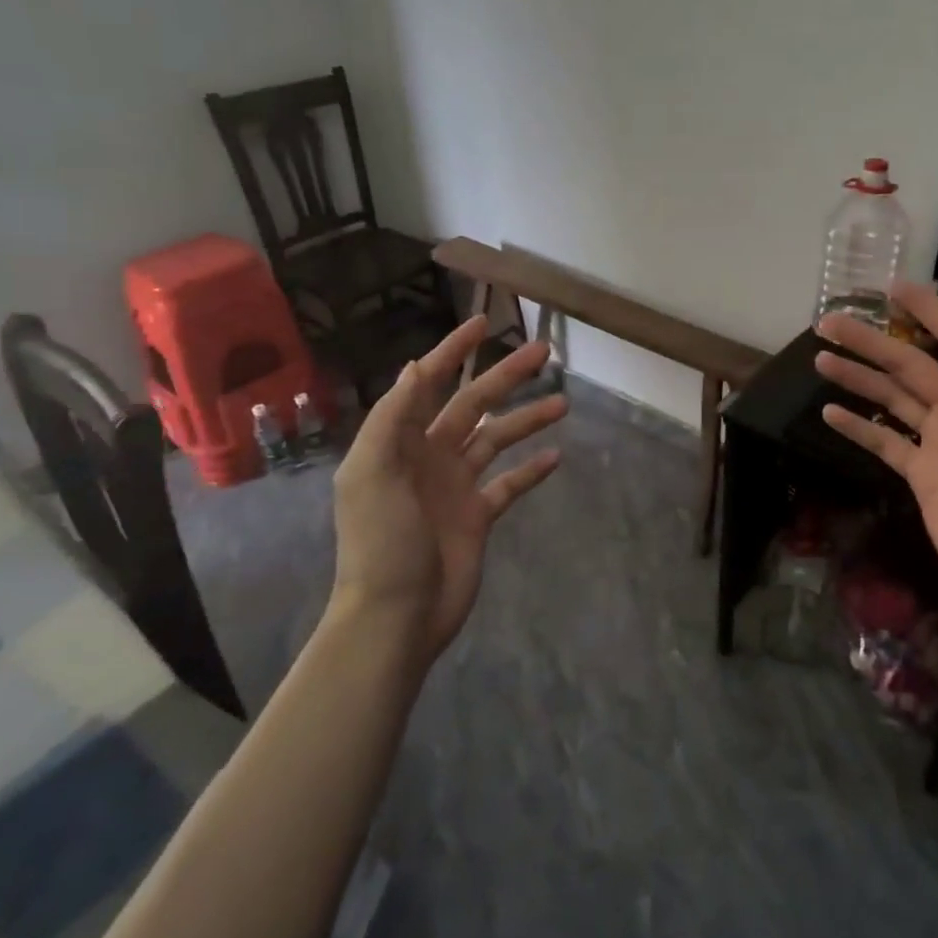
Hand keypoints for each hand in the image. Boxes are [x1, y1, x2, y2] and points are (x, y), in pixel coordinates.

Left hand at [329, 315, 565, 660]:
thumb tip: (414, 366)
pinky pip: (508, 484)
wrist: (396, 615)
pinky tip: (556, 455)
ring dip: (527, 419)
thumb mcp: (373, 473)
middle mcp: (429, 456)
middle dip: (505, 377)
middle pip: (472, 405)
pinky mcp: (477, 516)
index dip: (452, 352)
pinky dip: (530, 469)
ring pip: (496, 439)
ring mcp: (455, 486)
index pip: (427, 384)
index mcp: (399, 442)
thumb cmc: (381, 541)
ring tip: (564, 403)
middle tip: (543, 352)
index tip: (482, 323)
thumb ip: (393, 418)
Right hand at [814, 281, 937, 618]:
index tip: (894, 288)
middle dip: (872, 342)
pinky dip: (857, 426)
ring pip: (891, 398)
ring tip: (821, 359)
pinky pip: (883, 441)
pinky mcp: (918, 475)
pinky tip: (831, 412)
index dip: (929, 312)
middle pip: (909, 366)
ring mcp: (937, 443)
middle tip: (829, 322)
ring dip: (858, 378)